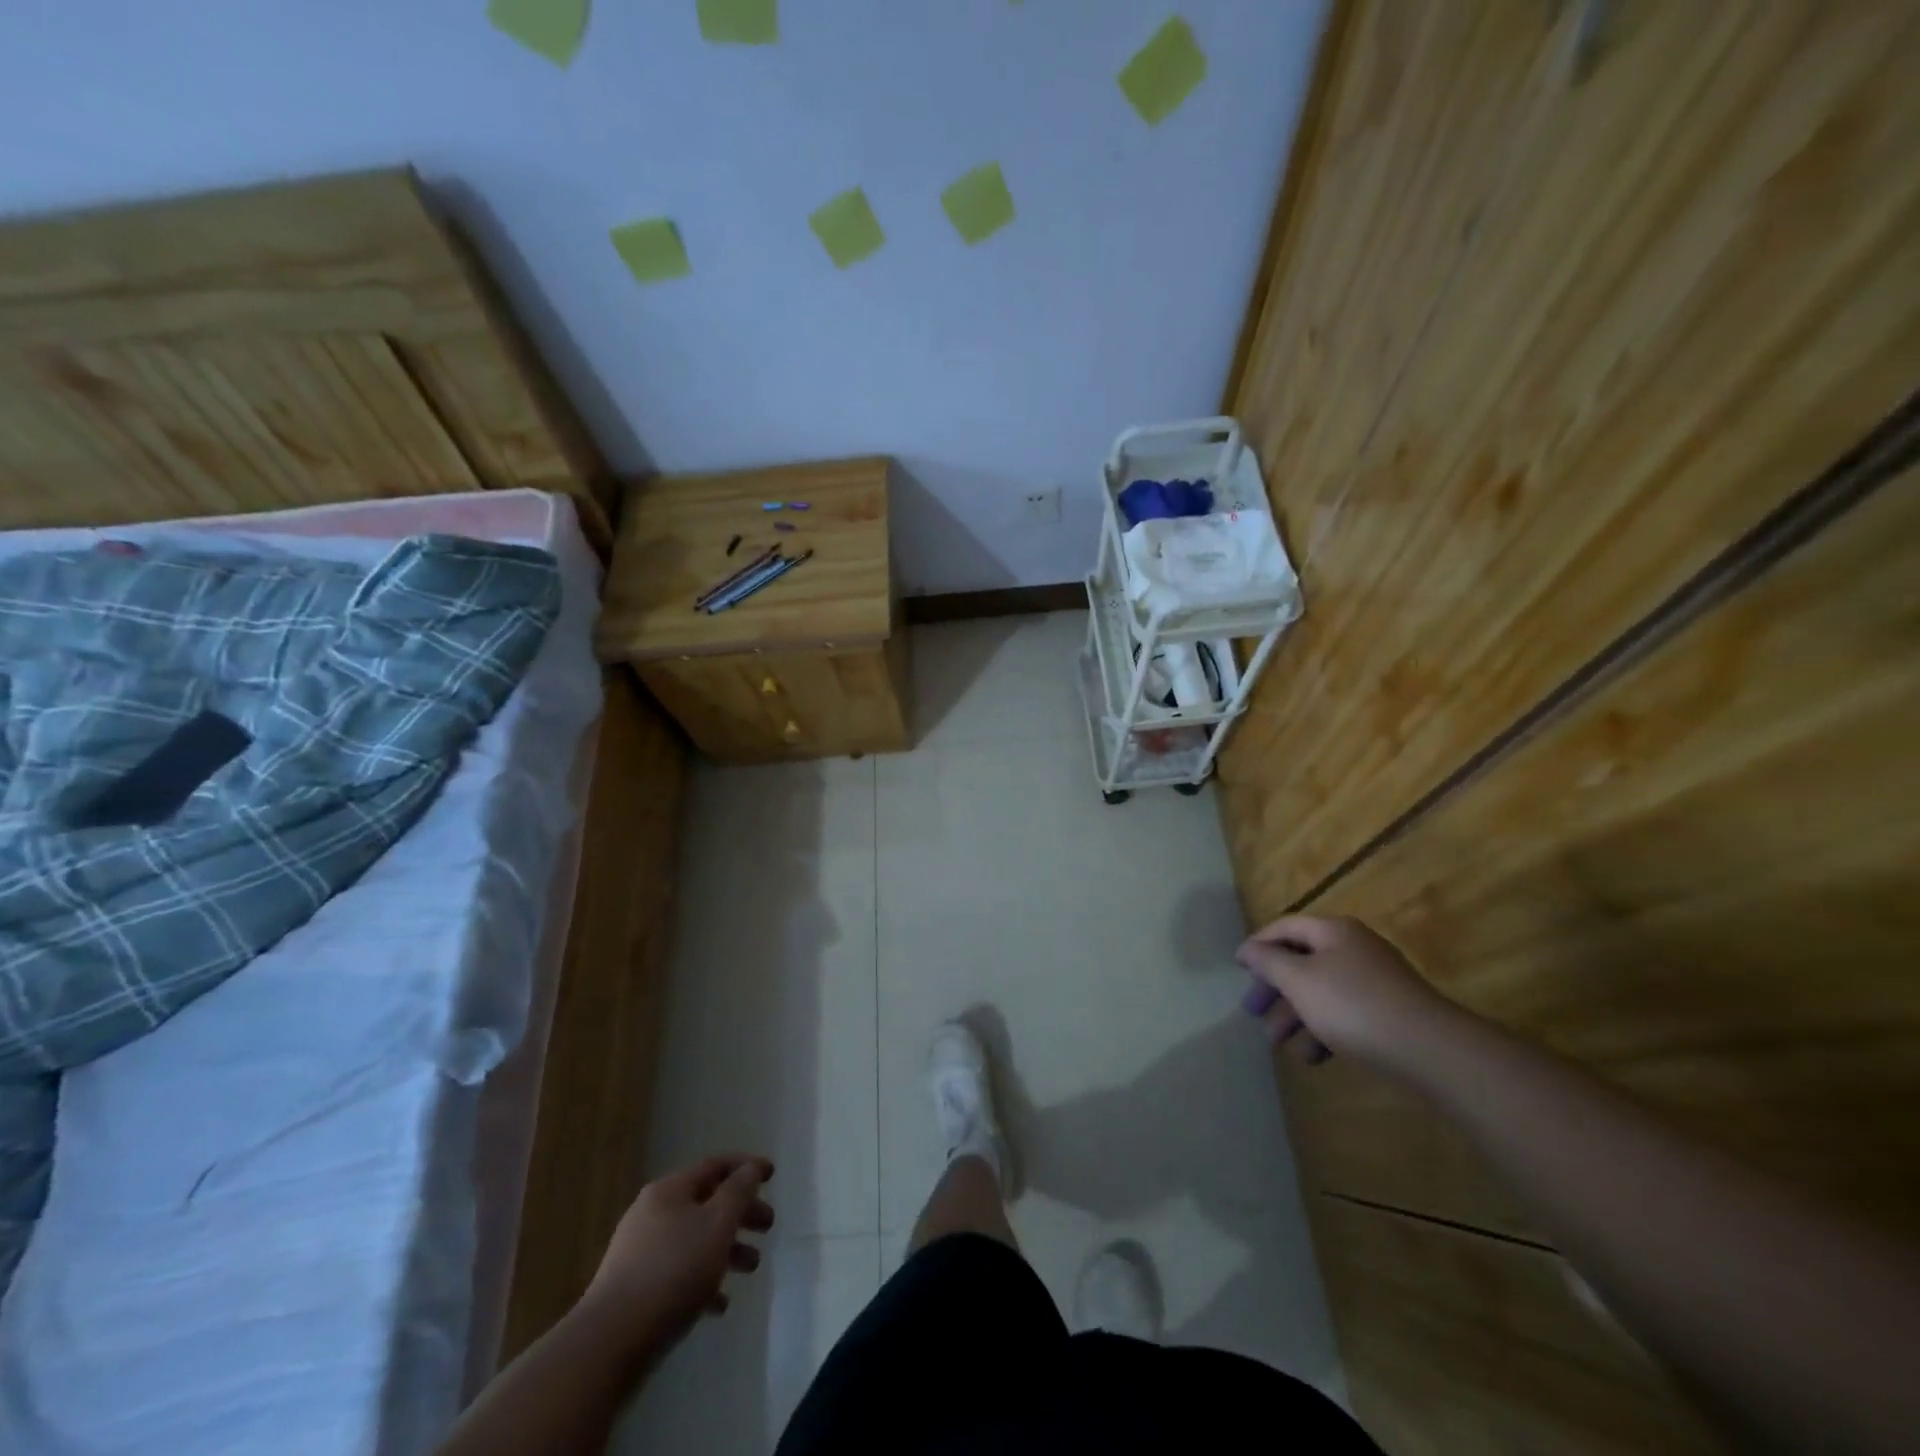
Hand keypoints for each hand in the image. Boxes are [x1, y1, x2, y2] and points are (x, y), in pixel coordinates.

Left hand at [581, 1153, 775, 1347]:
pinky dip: (703, 1281)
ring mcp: (640, 1253)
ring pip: (694, 1240)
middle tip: (768, 1226)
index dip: (746, 1167)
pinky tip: (720, 1304)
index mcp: (669, 1191)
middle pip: (707, 1203)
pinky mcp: (635, 1290)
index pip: (715, 1165)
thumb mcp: (717, 1224)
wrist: (609, 1344)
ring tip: (751, 1267)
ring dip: (727, 1249)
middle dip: (741, 1213)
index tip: (772, 1175)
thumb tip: (750, 1169)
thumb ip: (739, 1192)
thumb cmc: (673, 1271)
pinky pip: (678, 1275)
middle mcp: (652, 1214)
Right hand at [1236, 915, 1457, 1069]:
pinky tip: (1313, 1056)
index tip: (1237, 968)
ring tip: (1279, 1043)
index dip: (1258, 944)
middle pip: (1301, 961)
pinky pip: (1344, 1014)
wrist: (1430, 1049)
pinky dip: (1324, 1030)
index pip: (1285, 927)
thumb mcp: (1299, 979)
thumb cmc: (1353, 1005)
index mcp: (1334, 932)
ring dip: (1295, 1016)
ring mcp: (1374, 981)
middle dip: (1274, 989)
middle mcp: (1354, 949)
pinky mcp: (1388, 1013)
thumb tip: (1249, 949)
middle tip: (1253, 1011)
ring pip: (1321, 992)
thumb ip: (1268, 961)